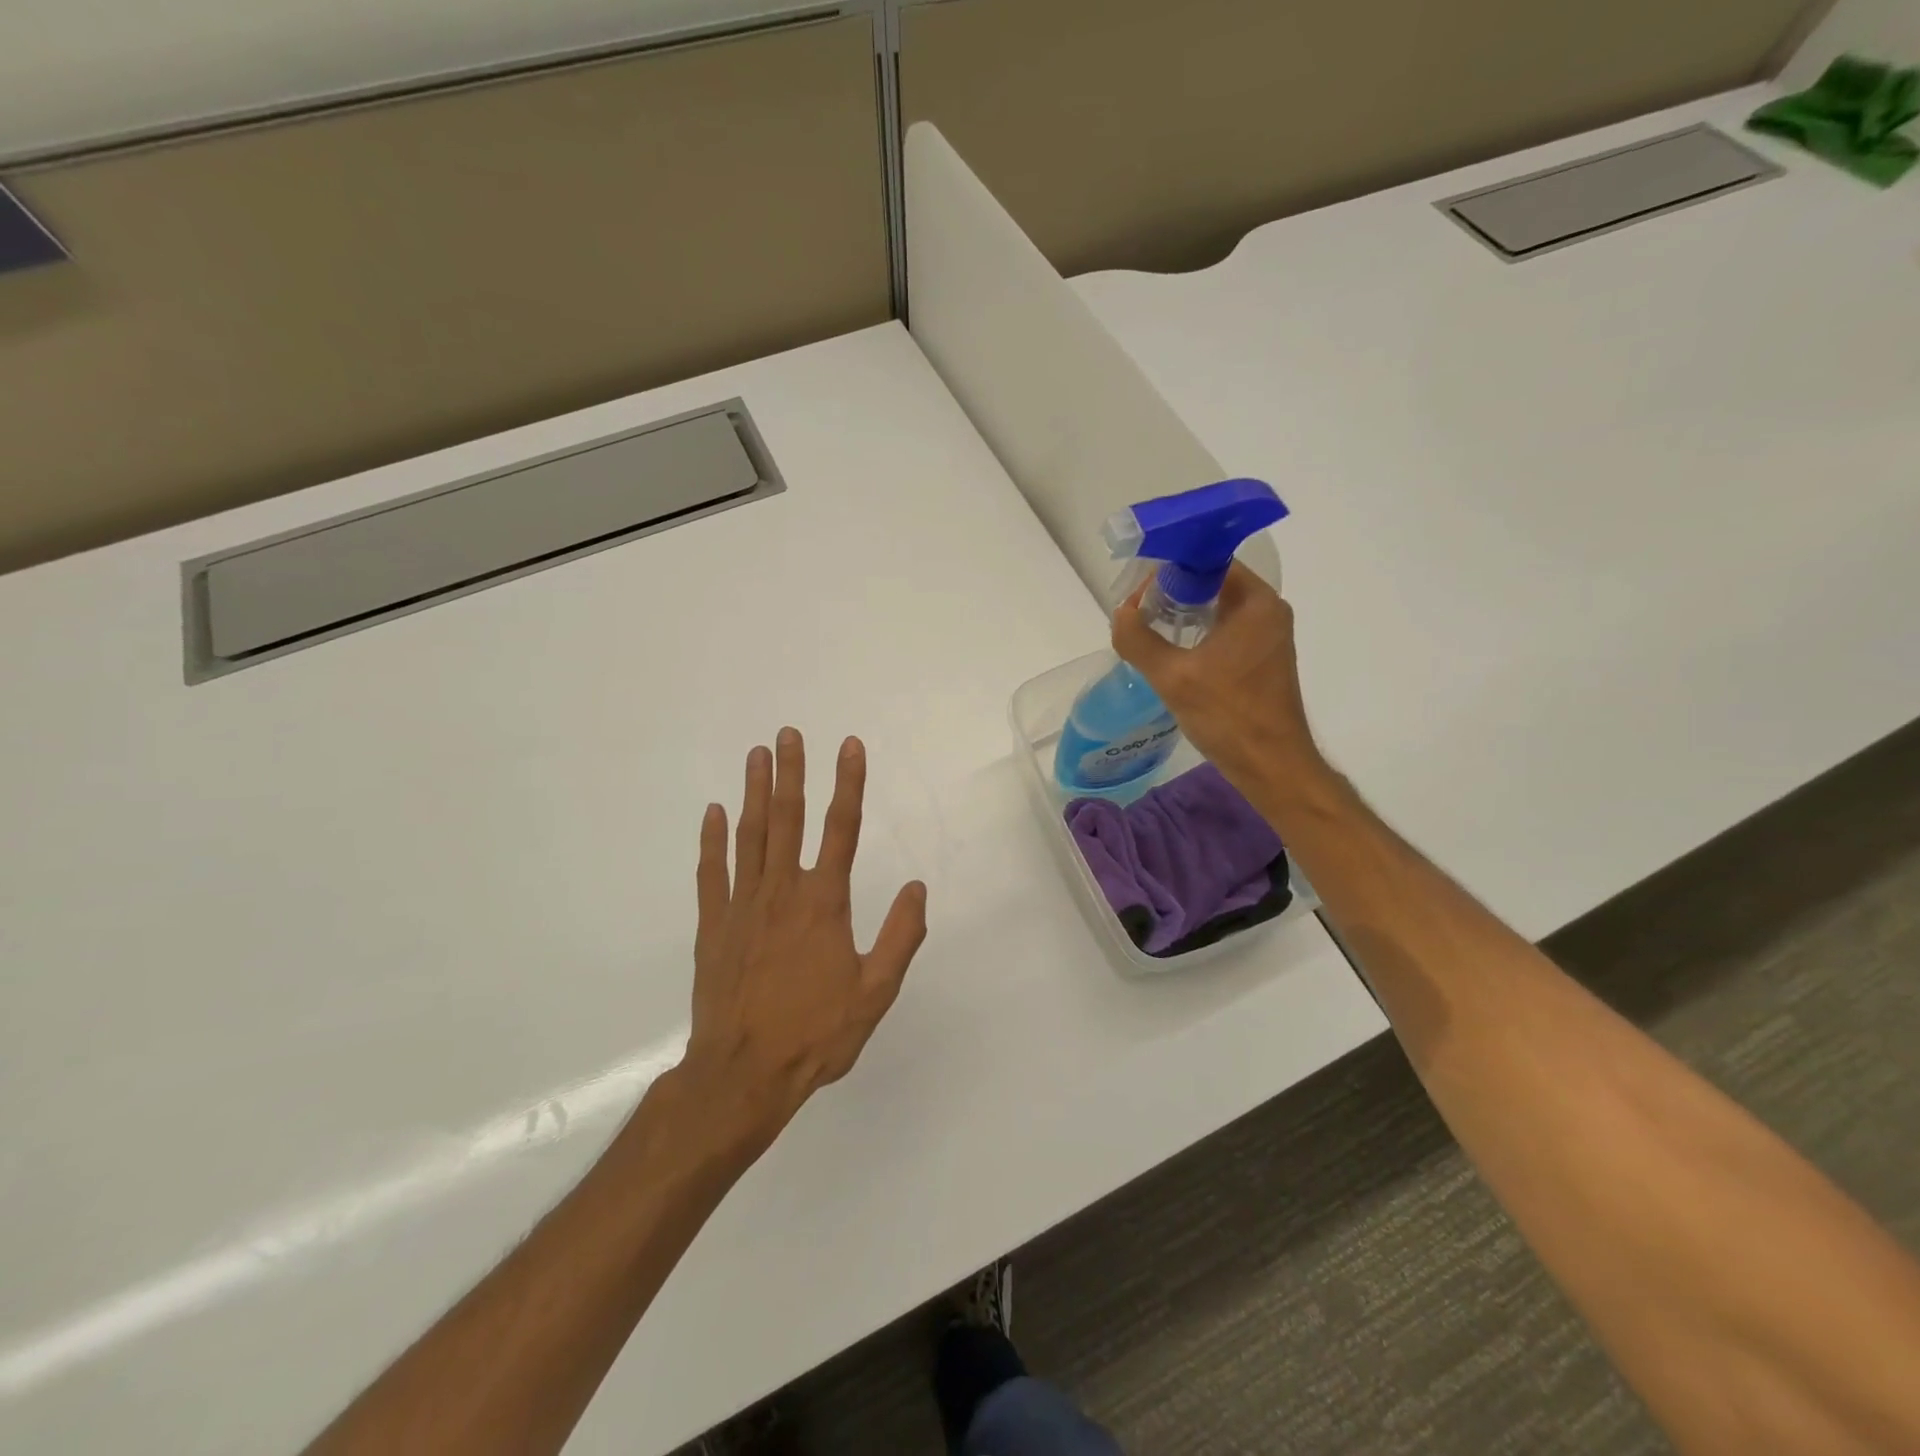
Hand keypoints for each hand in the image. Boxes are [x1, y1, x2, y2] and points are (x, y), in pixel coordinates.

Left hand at [675, 728, 927, 1153]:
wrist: (742, 1074)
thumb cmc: (815, 1033)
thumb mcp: (875, 992)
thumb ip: (900, 937)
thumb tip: (918, 888)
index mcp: (824, 902)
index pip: (842, 829)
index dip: (848, 784)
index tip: (849, 746)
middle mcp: (782, 892)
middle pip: (789, 819)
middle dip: (792, 772)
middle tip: (788, 733)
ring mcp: (742, 906)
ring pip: (749, 836)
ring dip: (754, 792)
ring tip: (756, 755)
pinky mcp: (713, 926)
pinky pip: (712, 873)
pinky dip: (712, 840)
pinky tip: (713, 813)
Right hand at [1112, 562, 1323, 793]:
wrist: (1271, 766)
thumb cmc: (1228, 716)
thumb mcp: (1173, 677)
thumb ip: (1139, 639)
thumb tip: (1120, 613)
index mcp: (1255, 602)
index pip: (1206, 563)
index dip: (1167, 572)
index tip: (1136, 593)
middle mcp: (1267, 611)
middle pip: (1210, 584)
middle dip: (1169, 594)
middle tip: (1135, 613)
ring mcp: (1267, 636)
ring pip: (1215, 610)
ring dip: (1180, 616)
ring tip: (1146, 631)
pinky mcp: (1262, 659)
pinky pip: (1223, 632)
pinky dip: (1196, 635)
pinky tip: (1170, 654)